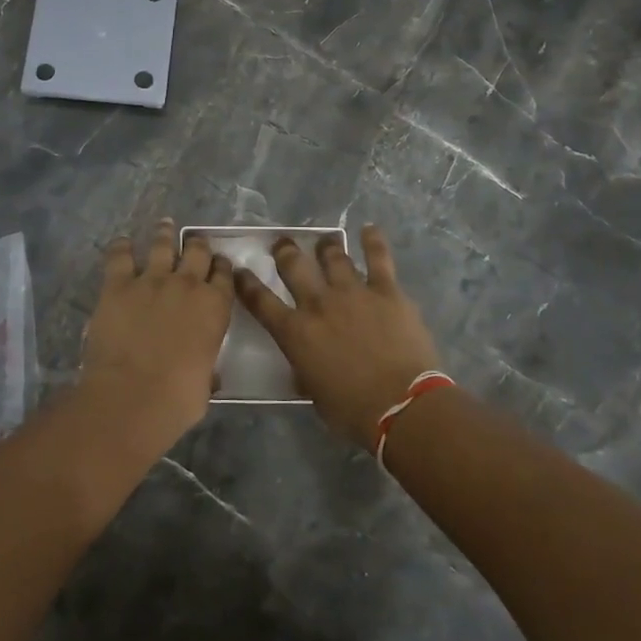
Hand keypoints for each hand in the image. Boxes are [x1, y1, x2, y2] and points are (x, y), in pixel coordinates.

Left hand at [77, 220, 234, 459]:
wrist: (132, 396)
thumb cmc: (176, 399)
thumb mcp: (205, 385)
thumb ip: (207, 369)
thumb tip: (208, 375)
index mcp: (215, 308)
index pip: (225, 276)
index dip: (222, 267)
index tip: (219, 264)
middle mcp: (187, 285)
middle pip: (197, 252)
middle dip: (198, 244)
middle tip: (195, 240)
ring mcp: (152, 280)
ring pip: (163, 245)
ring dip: (165, 234)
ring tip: (165, 224)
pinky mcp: (118, 284)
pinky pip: (120, 256)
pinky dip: (121, 247)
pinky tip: (122, 242)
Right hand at [235, 225, 441, 451]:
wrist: (401, 405)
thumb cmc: (352, 411)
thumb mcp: (314, 393)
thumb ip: (304, 370)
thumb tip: (302, 365)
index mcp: (295, 332)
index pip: (260, 301)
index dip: (246, 284)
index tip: (239, 271)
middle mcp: (318, 304)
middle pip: (294, 266)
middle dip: (285, 251)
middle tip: (282, 244)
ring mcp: (353, 292)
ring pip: (333, 257)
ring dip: (325, 246)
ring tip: (323, 240)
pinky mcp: (386, 290)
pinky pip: (378, 258)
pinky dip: (372, 241)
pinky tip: (368, 229)